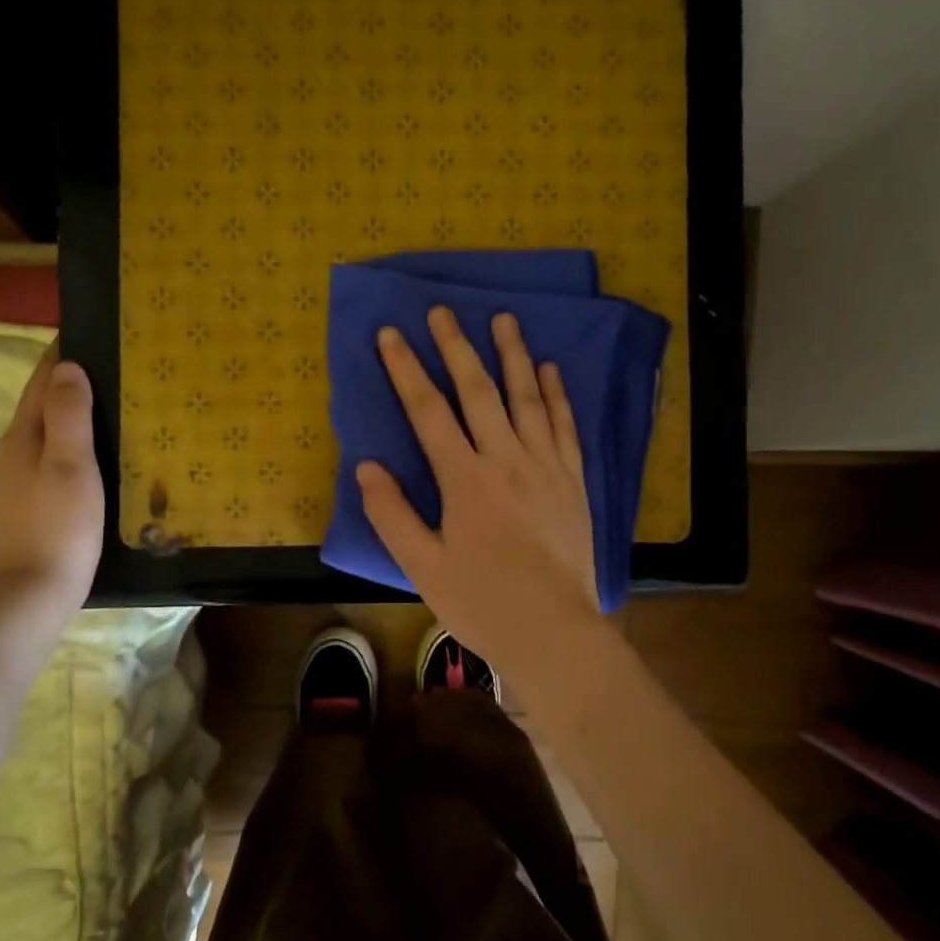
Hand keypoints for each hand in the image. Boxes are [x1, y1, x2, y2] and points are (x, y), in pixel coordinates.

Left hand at [0, 343, 103, 615]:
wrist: (32, 591)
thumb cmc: (59, 526)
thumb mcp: (70, 466)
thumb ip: (69, 416)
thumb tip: (68, 366)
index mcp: (22, 436)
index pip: (41, 381)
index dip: (62, 355)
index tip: (91, 332)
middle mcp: (12, 452)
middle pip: (40, 404)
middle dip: (70, 381)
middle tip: (116, 368)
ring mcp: (16, 480)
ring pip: (46, 433)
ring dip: (72, 414)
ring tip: (113, 406)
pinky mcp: (27, 504)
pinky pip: (50, 457)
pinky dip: (71, 444)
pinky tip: (95, 456)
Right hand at [357, 307, 605, 681]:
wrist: (552, 629)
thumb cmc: (481, 602)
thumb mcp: (423, 567)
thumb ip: (392, 515)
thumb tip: (366, 468)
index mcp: (465, 480)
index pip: (429, 412)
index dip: (406, 370)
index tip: (391, 335)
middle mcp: (506, 460)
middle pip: (478, 392)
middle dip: (456, 348)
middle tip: (443, 311)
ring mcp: (546, 467)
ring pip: (527, 399)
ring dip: (512, 356)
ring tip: (503, 319)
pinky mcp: (573, 480)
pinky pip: (565, 426)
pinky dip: (557, 395)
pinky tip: (550, 370)